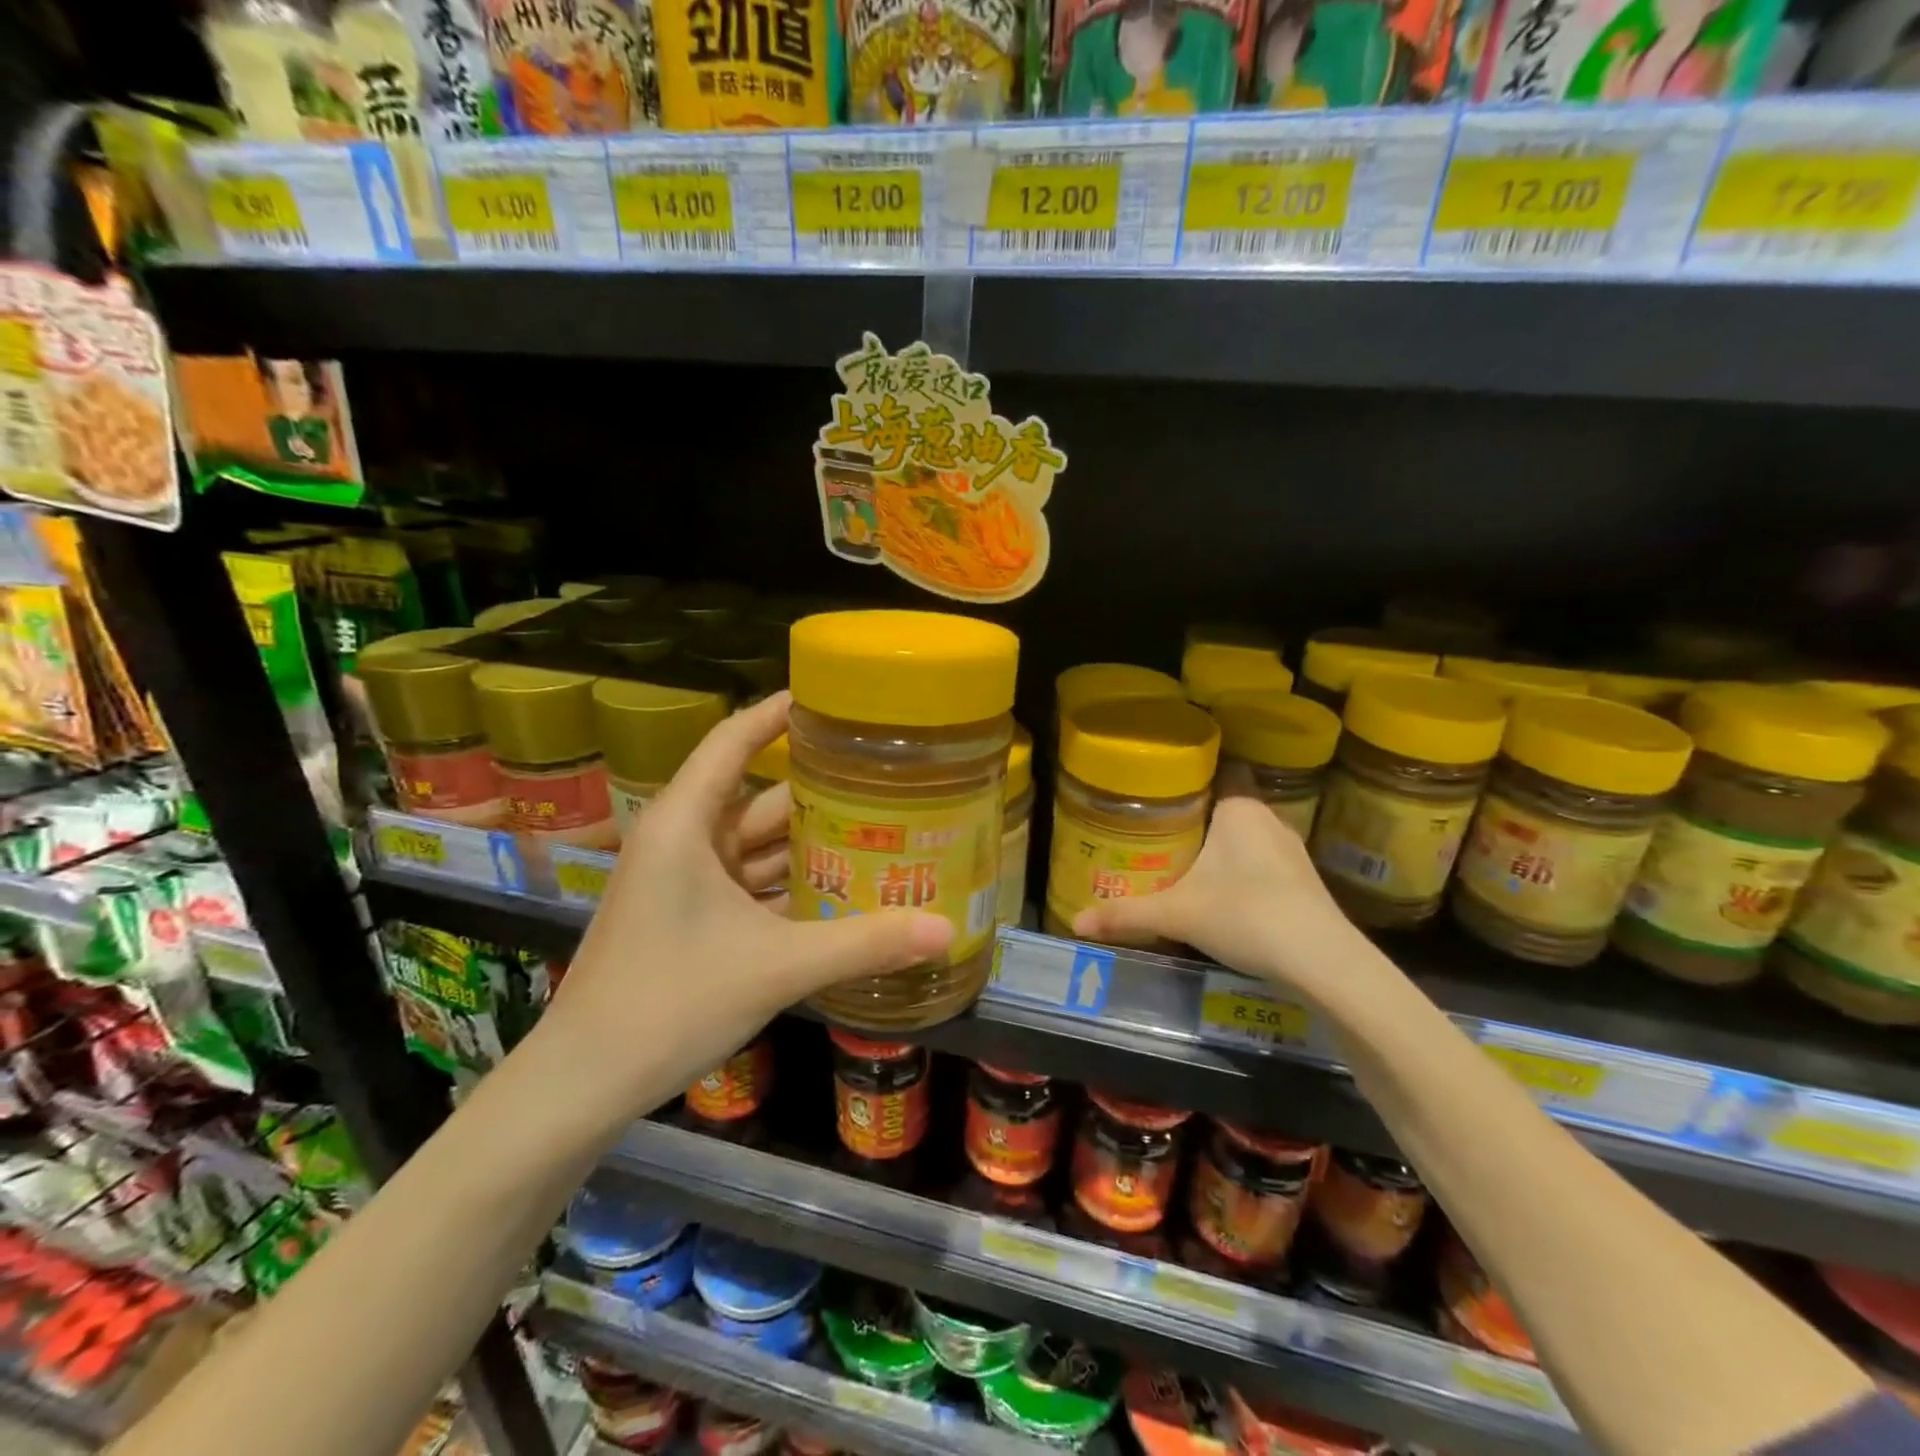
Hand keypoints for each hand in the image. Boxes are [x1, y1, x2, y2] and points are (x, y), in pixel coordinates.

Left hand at [542, 693, 952, 1117]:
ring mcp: (685, 882)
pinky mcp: (691, 918)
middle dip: (821, 790)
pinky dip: (793, 885)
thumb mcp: (776, 967)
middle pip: (760, 796)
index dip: (778, 713)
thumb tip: (948, 931)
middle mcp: (684, 840)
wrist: (583, 1083)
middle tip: (889, 778)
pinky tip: (843, 891)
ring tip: (881, 830)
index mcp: (686, 823)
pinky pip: (752, 884)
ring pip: (759, 845)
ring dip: (811, 843)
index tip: (831, 698)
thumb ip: (863, 944)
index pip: (734, 740)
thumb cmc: (669, 1002)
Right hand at [1069, 793, 1374, 1010]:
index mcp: (1239, 809)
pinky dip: (1242, 872)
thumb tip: (1076, 922)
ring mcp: (1293, 851)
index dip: (1188, 780)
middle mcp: (1269, 819)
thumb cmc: (1245, 915)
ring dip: (1221, 849)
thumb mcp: (1177, 914)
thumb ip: (1126, 914)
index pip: (1216, 773)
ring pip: (1246, 838)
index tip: (1158, 791)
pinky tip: (1223, 894)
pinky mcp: (1305, 882)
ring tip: (1182, 862)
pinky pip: (1263, 863)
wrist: (1323, 962)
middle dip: (1196, 821)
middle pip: (1225, 808)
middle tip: (1156, 833)